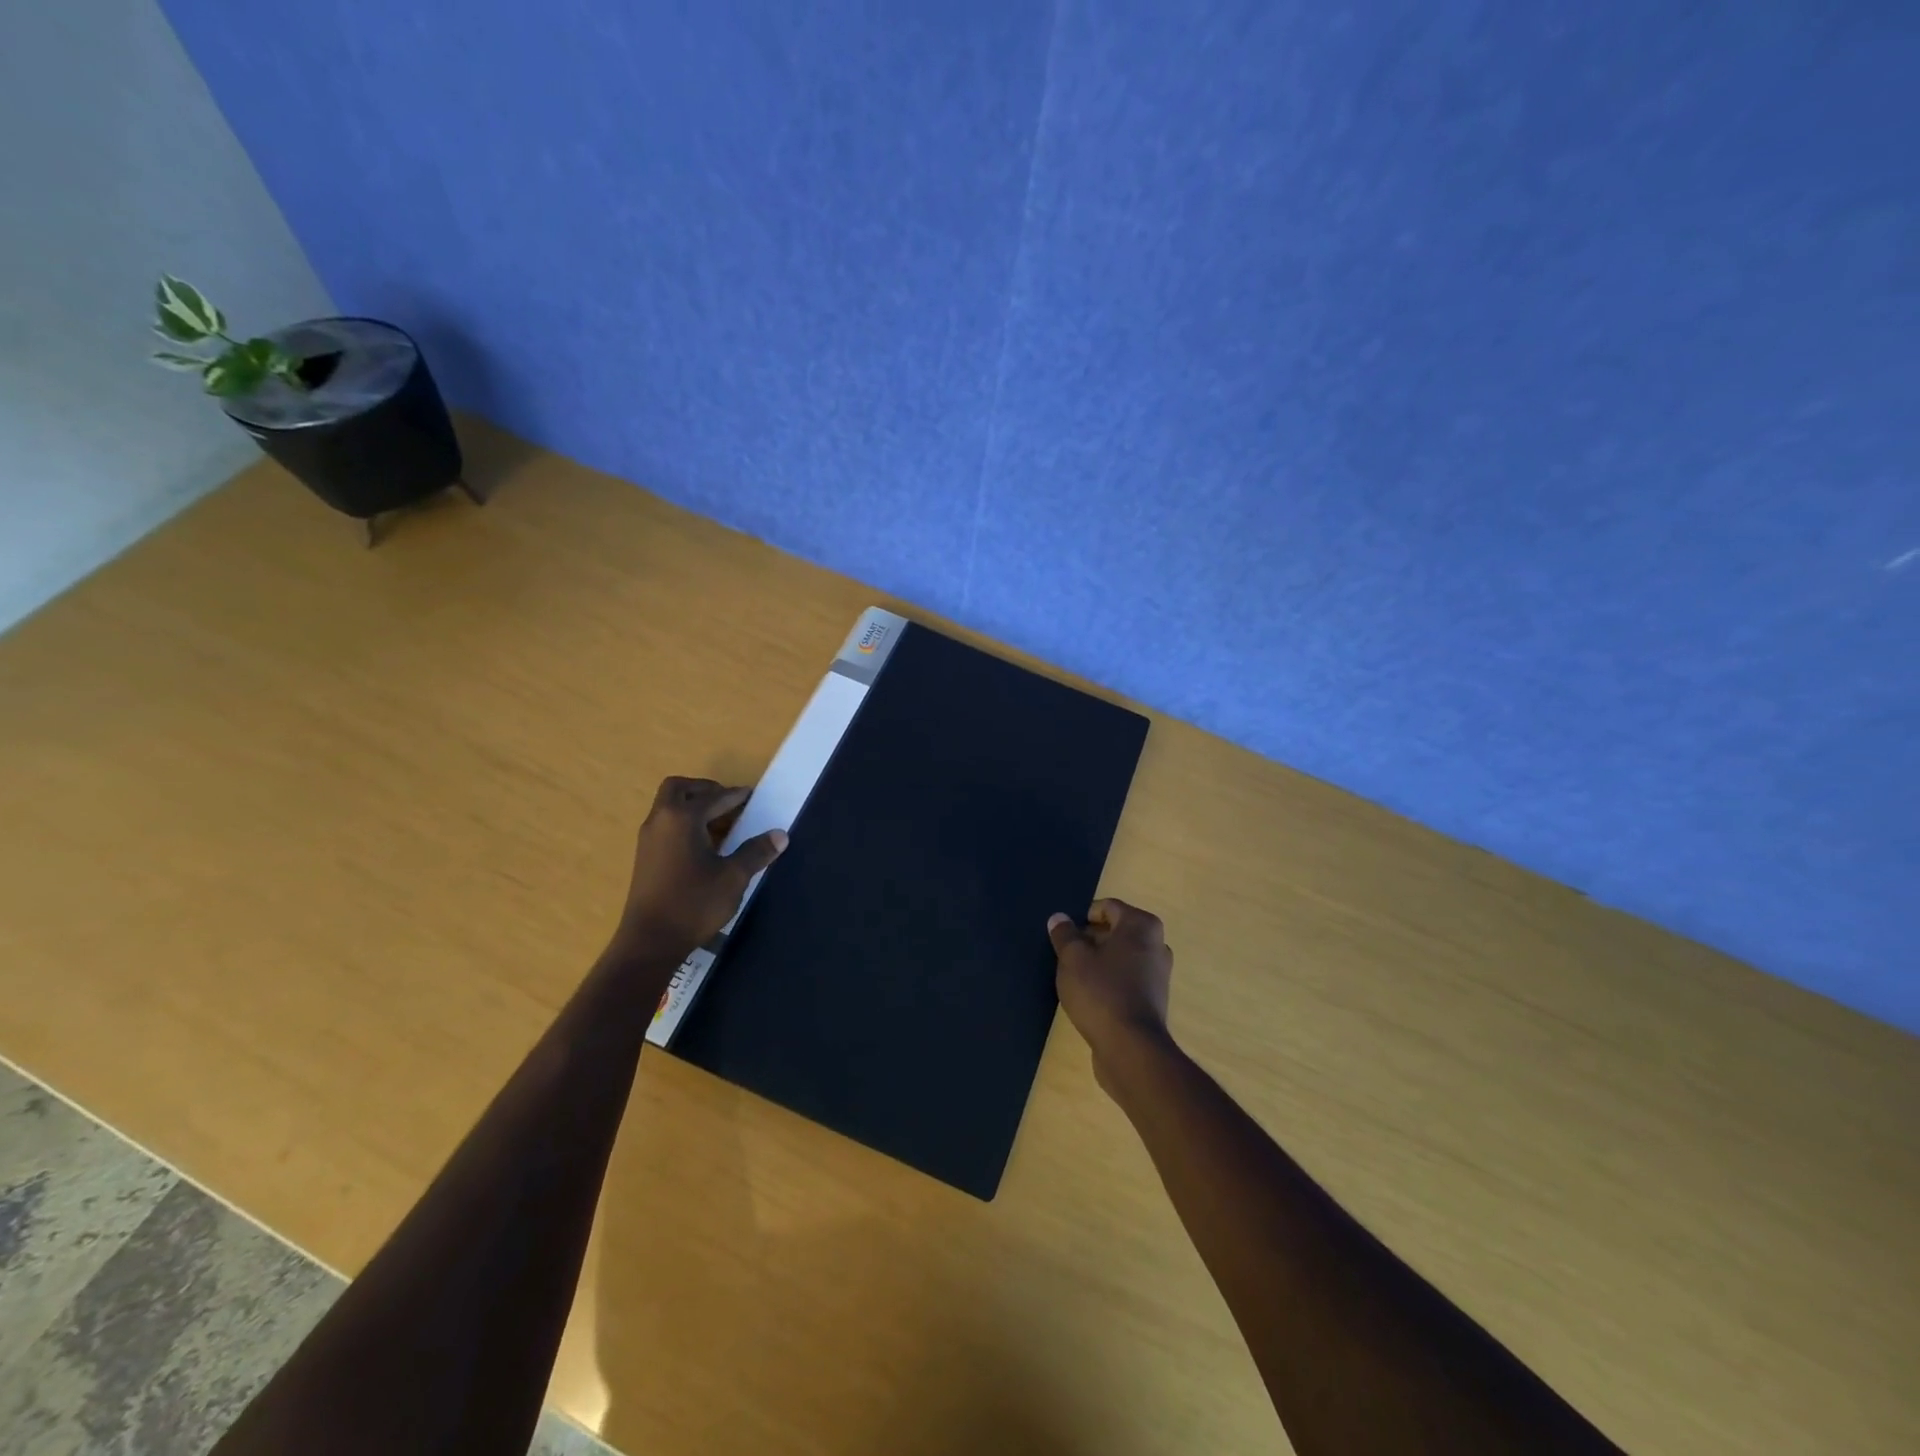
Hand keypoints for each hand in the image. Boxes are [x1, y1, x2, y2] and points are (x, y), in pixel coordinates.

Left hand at [608, 776, 787, 962]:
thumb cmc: (694, 904)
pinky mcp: (644, 856)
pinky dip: (684, 822)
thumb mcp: (733, 877)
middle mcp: (661, 821)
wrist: (650, 941)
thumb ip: (756, 851)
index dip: (735, 795)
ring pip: (669, 806)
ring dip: (693, 806)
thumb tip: (780, 834)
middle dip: (704, 790)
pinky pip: (665, 824)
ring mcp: (648, 839)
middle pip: (679, 789)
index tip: (752, 795)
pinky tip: (704, 845)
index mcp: (682, 818)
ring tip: (721, 823)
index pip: (713, 797)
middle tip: (729, 802)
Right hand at [1048, 899, 1173, 1086]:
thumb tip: (1059, 918)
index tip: (1064, 935)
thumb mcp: (1072, 958)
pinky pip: (1127, 979)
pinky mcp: (1154, 1000)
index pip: (1107, 907)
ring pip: (1121, 957)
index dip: (1082, 917)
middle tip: (1066, 955)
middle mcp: (1157, 945)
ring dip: (1099, 962)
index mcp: (1141, 926)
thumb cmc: (1101, 991)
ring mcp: (1158, 974)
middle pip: (1116, 932)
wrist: (1131, 1049)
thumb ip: (1064, 935)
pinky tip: (1090, 997)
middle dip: (1090, 940)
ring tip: (1075, 977)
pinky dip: (1110, 982)